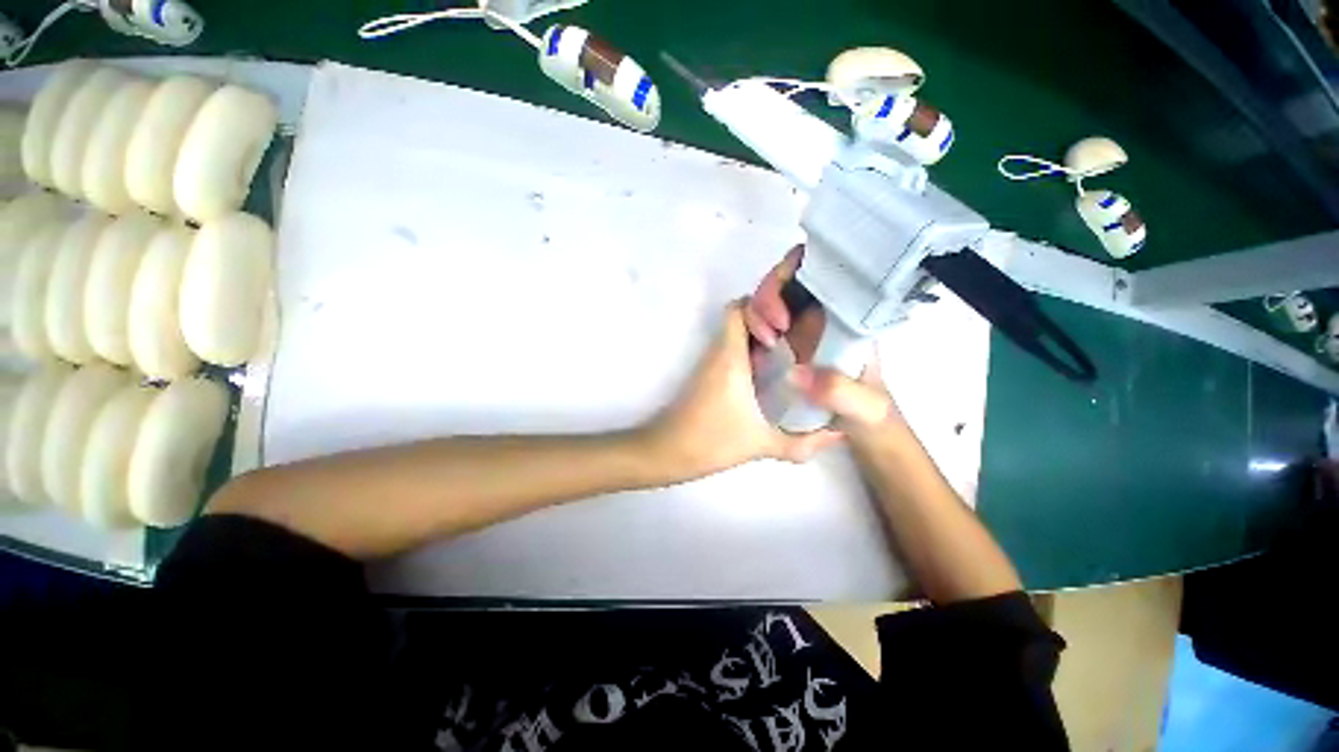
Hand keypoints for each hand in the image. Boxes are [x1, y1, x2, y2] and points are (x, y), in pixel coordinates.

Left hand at [642, 300, 841, 478]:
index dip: (763, 305)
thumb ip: (802, 442)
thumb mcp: (761, 444)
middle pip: (740, 316)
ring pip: (735, 333)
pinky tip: (771, 375)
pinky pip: (730, 350)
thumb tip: (837, 434)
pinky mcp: (706, 375)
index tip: (788, 323)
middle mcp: (718, 352)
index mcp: (730, 357)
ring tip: (792, 353)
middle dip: (769, 319)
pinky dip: (750, 352)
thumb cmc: (711, 441)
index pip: (740, 308)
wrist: (667, 452)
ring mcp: (710, 363)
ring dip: (760, 337)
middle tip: (799, 334)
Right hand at [746, 246, 899, 435]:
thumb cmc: (871, 418)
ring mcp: (800, 329)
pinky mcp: (783, 345)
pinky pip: (759, 322)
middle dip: (768, 296)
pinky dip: (749, 327)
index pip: (820, 271)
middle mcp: (821, 316)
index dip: (793, 275)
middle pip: (787, 280)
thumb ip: (841, 392)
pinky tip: (754, 350)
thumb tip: (795, 372)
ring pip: (770, 299)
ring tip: (763, 343)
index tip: (782, 316)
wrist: (859, 436)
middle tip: (769, 332)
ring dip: (756, 312)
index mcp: (846, 317)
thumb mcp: (865, 409)